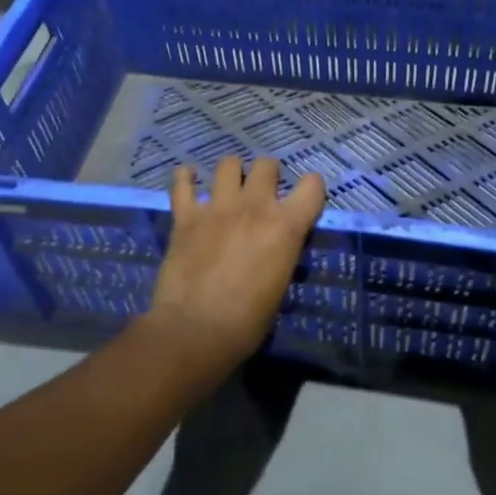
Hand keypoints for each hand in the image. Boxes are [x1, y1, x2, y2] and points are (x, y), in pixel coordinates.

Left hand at [148, 156, 324, 375]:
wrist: (196, 330)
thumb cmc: (248, 321)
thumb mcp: (280, 284)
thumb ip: (280, 252)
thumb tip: (274, 245)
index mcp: (286, 225)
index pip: (313, 185)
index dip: (311, 189)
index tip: (304, 199)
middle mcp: (255, 206)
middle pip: (267, 165)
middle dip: (268, 175)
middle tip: (262, 194)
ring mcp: (218, 207)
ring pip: (228, 164)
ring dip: (232, 172)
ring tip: (228, 187)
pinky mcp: (186, 216)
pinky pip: (182, 183)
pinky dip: (186, 178)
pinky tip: (188, 180)